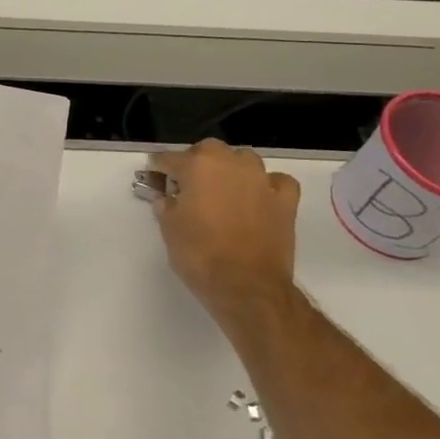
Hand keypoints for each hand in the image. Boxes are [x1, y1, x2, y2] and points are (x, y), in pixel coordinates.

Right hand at [148, 139, 300, 333]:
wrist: (247, 287)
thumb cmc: (200, 256)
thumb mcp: (169, 230)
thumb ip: (165, 205)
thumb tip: (165, 197)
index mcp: (197, 166)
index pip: (170, 159)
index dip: (159, 168)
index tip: (154, 176)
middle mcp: (230, 163)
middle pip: (209, 150)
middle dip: (197, 162)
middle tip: (188, 185)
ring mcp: (261, 180)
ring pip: (244, 160)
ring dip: (231, 169)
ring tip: (223, 190)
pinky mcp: (285, 201)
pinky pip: (277, 181)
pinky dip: (267, 185)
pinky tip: (260, 197)